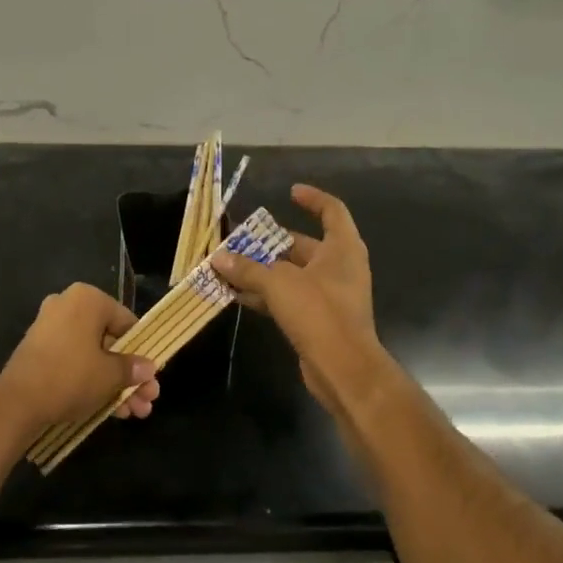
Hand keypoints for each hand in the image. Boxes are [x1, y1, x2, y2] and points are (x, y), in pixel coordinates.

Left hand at [0, 283, 160, 437]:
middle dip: (130, 375)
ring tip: (134, 413)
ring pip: (93, 356)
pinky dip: (92, 382)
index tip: (152, 376)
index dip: (142, 351)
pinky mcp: (40, 351)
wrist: (17, 402)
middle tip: (147, 400)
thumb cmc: (71, 376)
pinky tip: (112, 411)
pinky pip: (74, 362)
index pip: (126, 321)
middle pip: (110, 342)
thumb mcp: (110, 375)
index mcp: (88, 299)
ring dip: (115, 384)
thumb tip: (148, 367)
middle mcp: (68, 306)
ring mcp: (51, 328)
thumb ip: (132, 368)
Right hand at [211, 184, 380, 408]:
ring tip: (230, 266)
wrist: (344, 370)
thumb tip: (218, 258)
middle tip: (241, 239)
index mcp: (342, 248)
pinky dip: (267, 294)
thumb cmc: (319, 312)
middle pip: (304, 244)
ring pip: (293, 273)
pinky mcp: (320, 319)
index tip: (289, 192)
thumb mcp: (278, 284)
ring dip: (264, 270)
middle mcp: (340, 267)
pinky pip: (290, 297)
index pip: (332, 210)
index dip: (312, 198)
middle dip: (271, 242)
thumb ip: (247, 268)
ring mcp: (331, 294)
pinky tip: (239, 295)